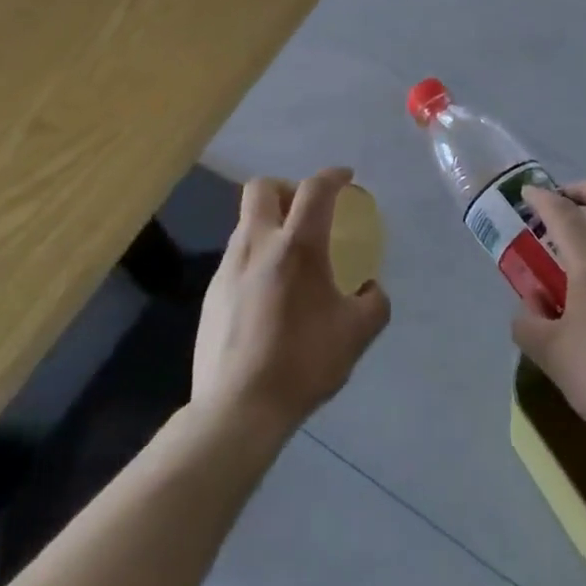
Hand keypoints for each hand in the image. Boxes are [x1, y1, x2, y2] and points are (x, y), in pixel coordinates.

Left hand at [192, 168, 391, 439]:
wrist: (238, 408)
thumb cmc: (303, 362)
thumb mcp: (357, 334)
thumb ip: (374, 303)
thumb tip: (371, 289)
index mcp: (297, 247)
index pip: (314, 190)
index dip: (332, 176)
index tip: (345, 178)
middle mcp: (258, 245)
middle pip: (262, 188)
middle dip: (286, 188)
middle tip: (305, 210)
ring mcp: (228, 268)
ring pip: (247, 223)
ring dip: (270, 224)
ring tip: (291, 258)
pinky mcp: (211, 294)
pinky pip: (237, 257)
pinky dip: (256, 257)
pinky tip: (269, 293)